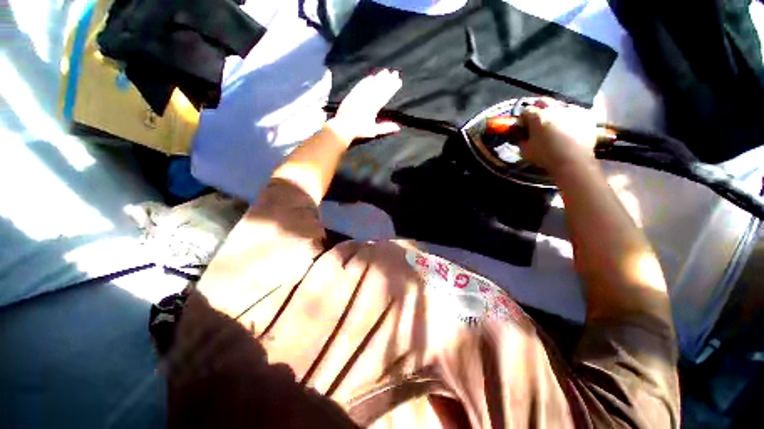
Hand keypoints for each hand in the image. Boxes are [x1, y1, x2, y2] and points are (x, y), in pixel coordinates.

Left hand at [326, 69, 402, 142]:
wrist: (343, 126)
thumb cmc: (359, 130)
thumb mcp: (374, 131)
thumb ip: (386, 127)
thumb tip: (398, 127)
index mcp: (374, 107)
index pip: (385, 95)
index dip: (392, 88)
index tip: (399, 81)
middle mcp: (367, 99)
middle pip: (379, 87)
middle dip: (388, 80)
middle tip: (395, 72)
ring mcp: (359, 96)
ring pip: (371, 84)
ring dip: (379, 77)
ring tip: (385, 71)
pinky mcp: (352, 95)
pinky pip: (360, 85)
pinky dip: (366, 80)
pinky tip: (370, 77)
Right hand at [518, 98, 597, 174]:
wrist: (573, 161)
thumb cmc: (546, 157)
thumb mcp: (526, 151)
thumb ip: (522, 141)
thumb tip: (522, 137)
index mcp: (538, 117)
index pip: (526, 111)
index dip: (523, 119)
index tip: (523, 126)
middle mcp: (554, 108)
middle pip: (543, 101)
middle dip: (538, 108)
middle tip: (538, 120)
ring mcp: (571, 109)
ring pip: (560, 106)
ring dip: (555, 113)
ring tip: (556, 125)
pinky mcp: (586, 114)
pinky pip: (575, 111)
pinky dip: (570, 117)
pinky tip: (569, 128)